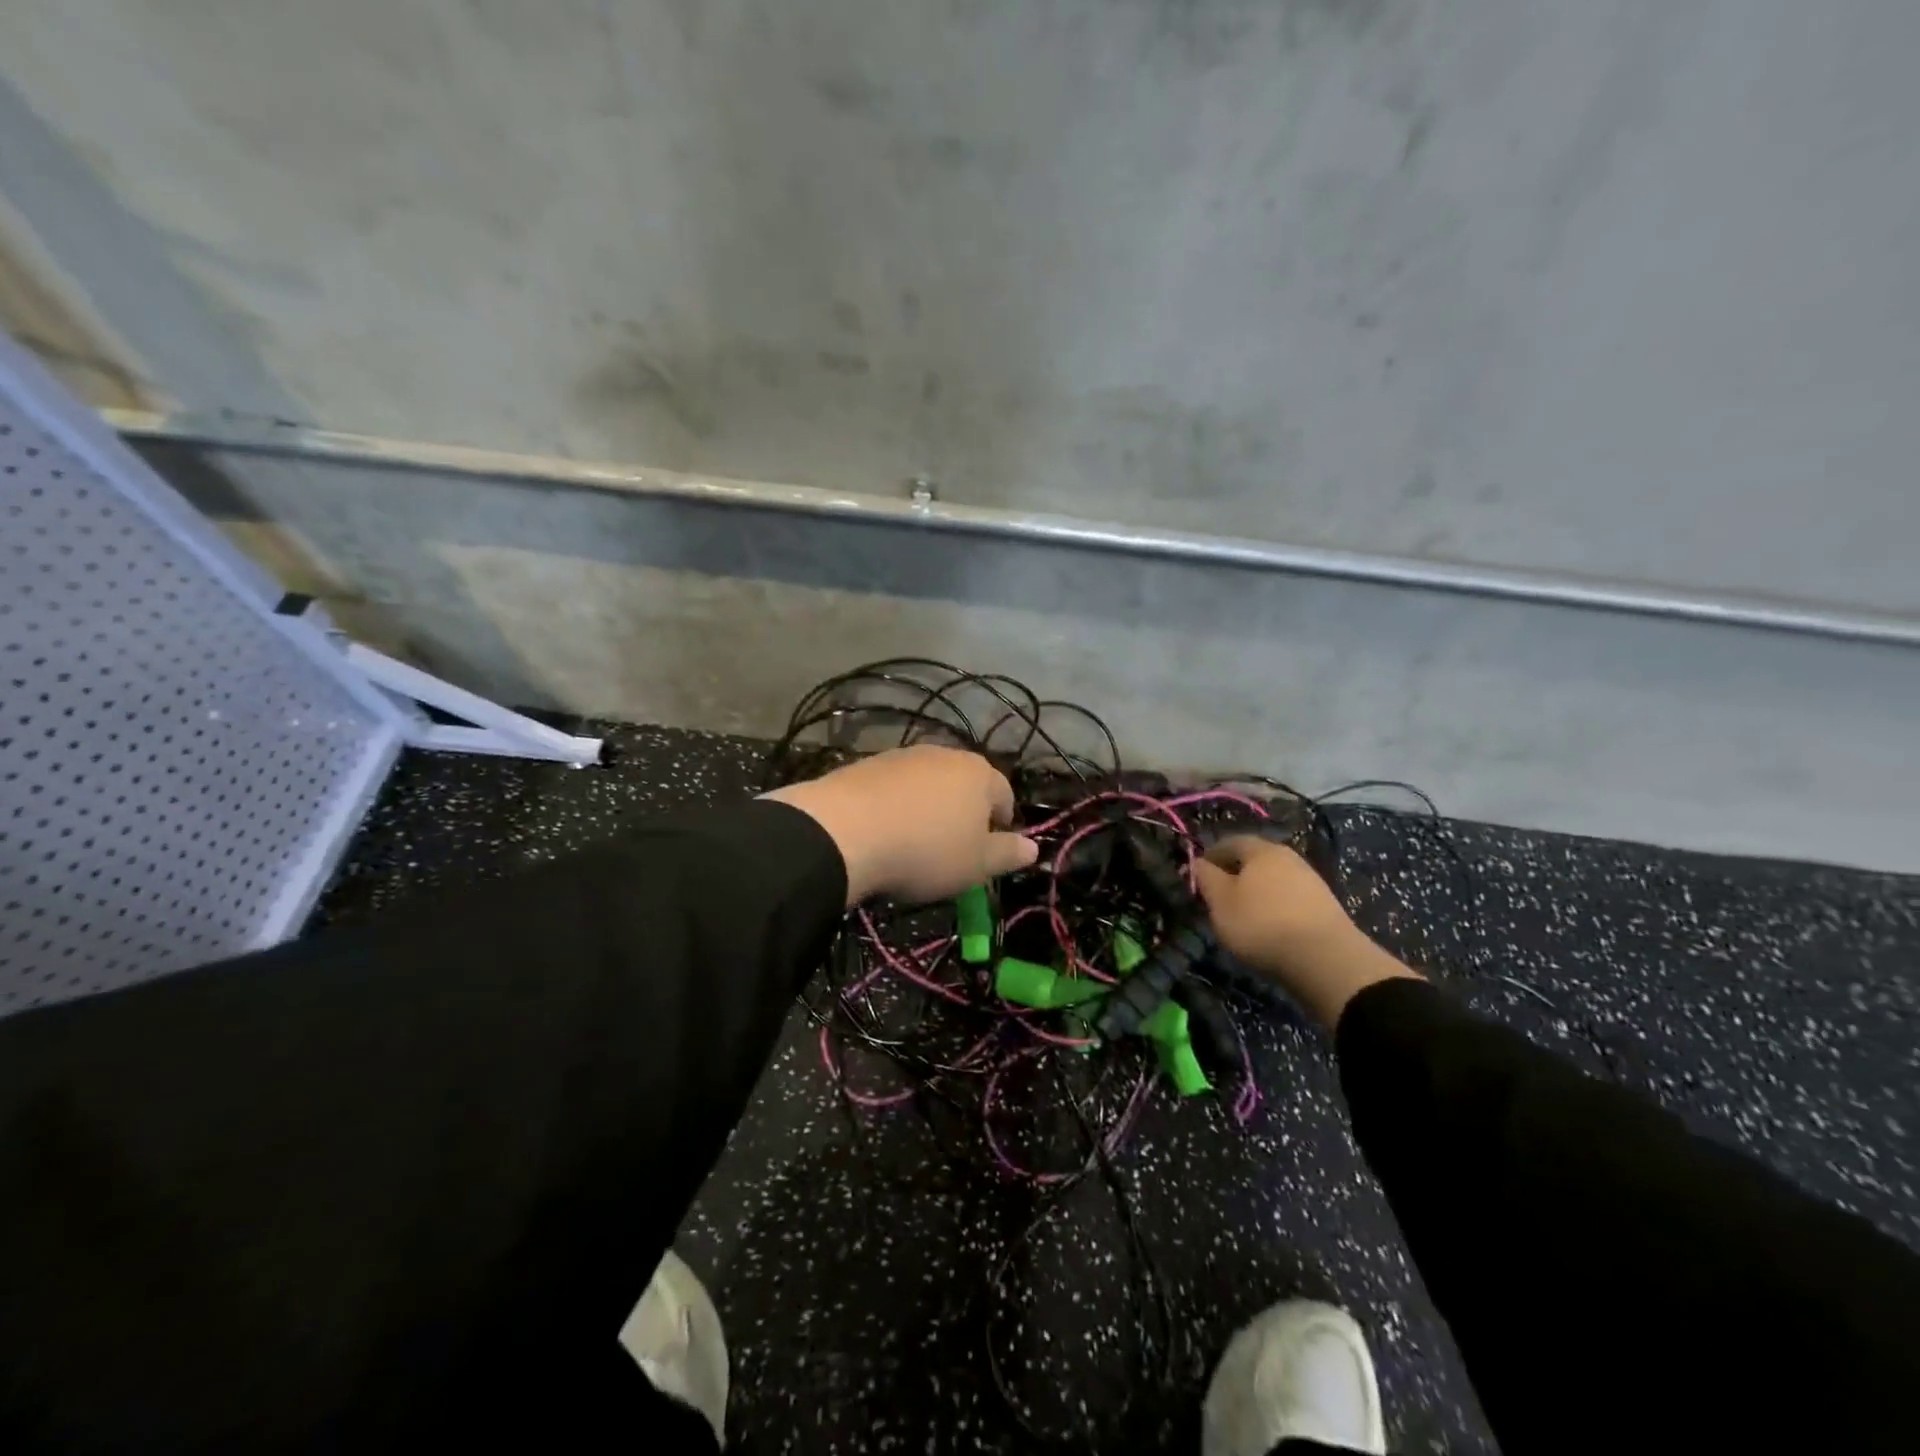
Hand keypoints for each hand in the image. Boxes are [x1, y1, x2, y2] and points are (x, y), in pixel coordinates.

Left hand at [762, 745, 1038, 906]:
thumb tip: (1033, 848)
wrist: (844, 831)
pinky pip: (894, 787)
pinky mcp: (867, 764)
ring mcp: (903, 755)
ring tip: (913, 843)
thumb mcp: (976, 864)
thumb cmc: (926, 850)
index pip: (1004, 794)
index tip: (988, 852)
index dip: (1001, 824)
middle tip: (952, 849)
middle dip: (963, 813)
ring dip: (928, 808)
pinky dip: (896, 806)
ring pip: (928, 784)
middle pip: (964, 784)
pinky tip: (883, 832)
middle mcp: (944, 754)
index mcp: (979, 774)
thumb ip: (1008, 854)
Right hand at [1194, 837, 1421, 1028]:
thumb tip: (1198, 862)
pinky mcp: (1325, 905)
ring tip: (1243, 915)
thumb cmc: (1261, 923)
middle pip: (1254, 859)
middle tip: (1219, 896)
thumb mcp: (1220, 902)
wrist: (1325, 958)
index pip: (1229, 842)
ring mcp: (1310, 880)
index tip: (1198, 877)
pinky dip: (1275, 907)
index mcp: (1260, 850)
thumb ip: (1206, 878)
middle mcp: (1288, 857)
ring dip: (1256, 891)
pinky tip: (1270, 926)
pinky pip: (1289, 898)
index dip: (1210, 857)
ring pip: (1273, 879)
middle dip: (1234, 874)